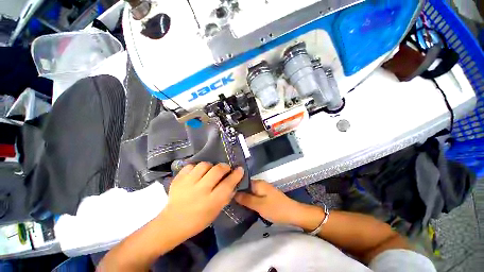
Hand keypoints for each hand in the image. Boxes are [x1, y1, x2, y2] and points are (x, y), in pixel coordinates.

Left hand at [159, 162, 243, 238]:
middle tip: (225, 169)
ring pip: (204, 165)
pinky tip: (196, 174)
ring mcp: (187, 183)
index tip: (240, 169)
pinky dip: (195, 168)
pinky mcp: (178, 179)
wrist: (172, 223)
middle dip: (224, 167)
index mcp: (211, 202)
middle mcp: (200, 190)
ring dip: (210, 166)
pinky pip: (190, 166)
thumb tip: (233, 182)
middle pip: (217, 170)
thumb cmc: (198, 220)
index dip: (236, 175)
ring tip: (209, 171)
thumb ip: (226, 196)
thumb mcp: (216, 211)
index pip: (228, 184)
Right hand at [235, 180, 304, 225]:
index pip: (243, 181)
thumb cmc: (275, 208)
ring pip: (250, 191)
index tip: (227, 193)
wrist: (293, 213)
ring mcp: (264, 189)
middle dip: (239, 192)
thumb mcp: (259, 205)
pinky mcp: (267, 195)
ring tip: (235, 203)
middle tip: (229, 200)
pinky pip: (255, 195)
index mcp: (258, 183)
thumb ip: (246, 199)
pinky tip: (246, 205)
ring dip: (245, 196)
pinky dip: (250, 199)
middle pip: (246, 186)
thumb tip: (233, 193)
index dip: (235, 187)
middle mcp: (260, 183)